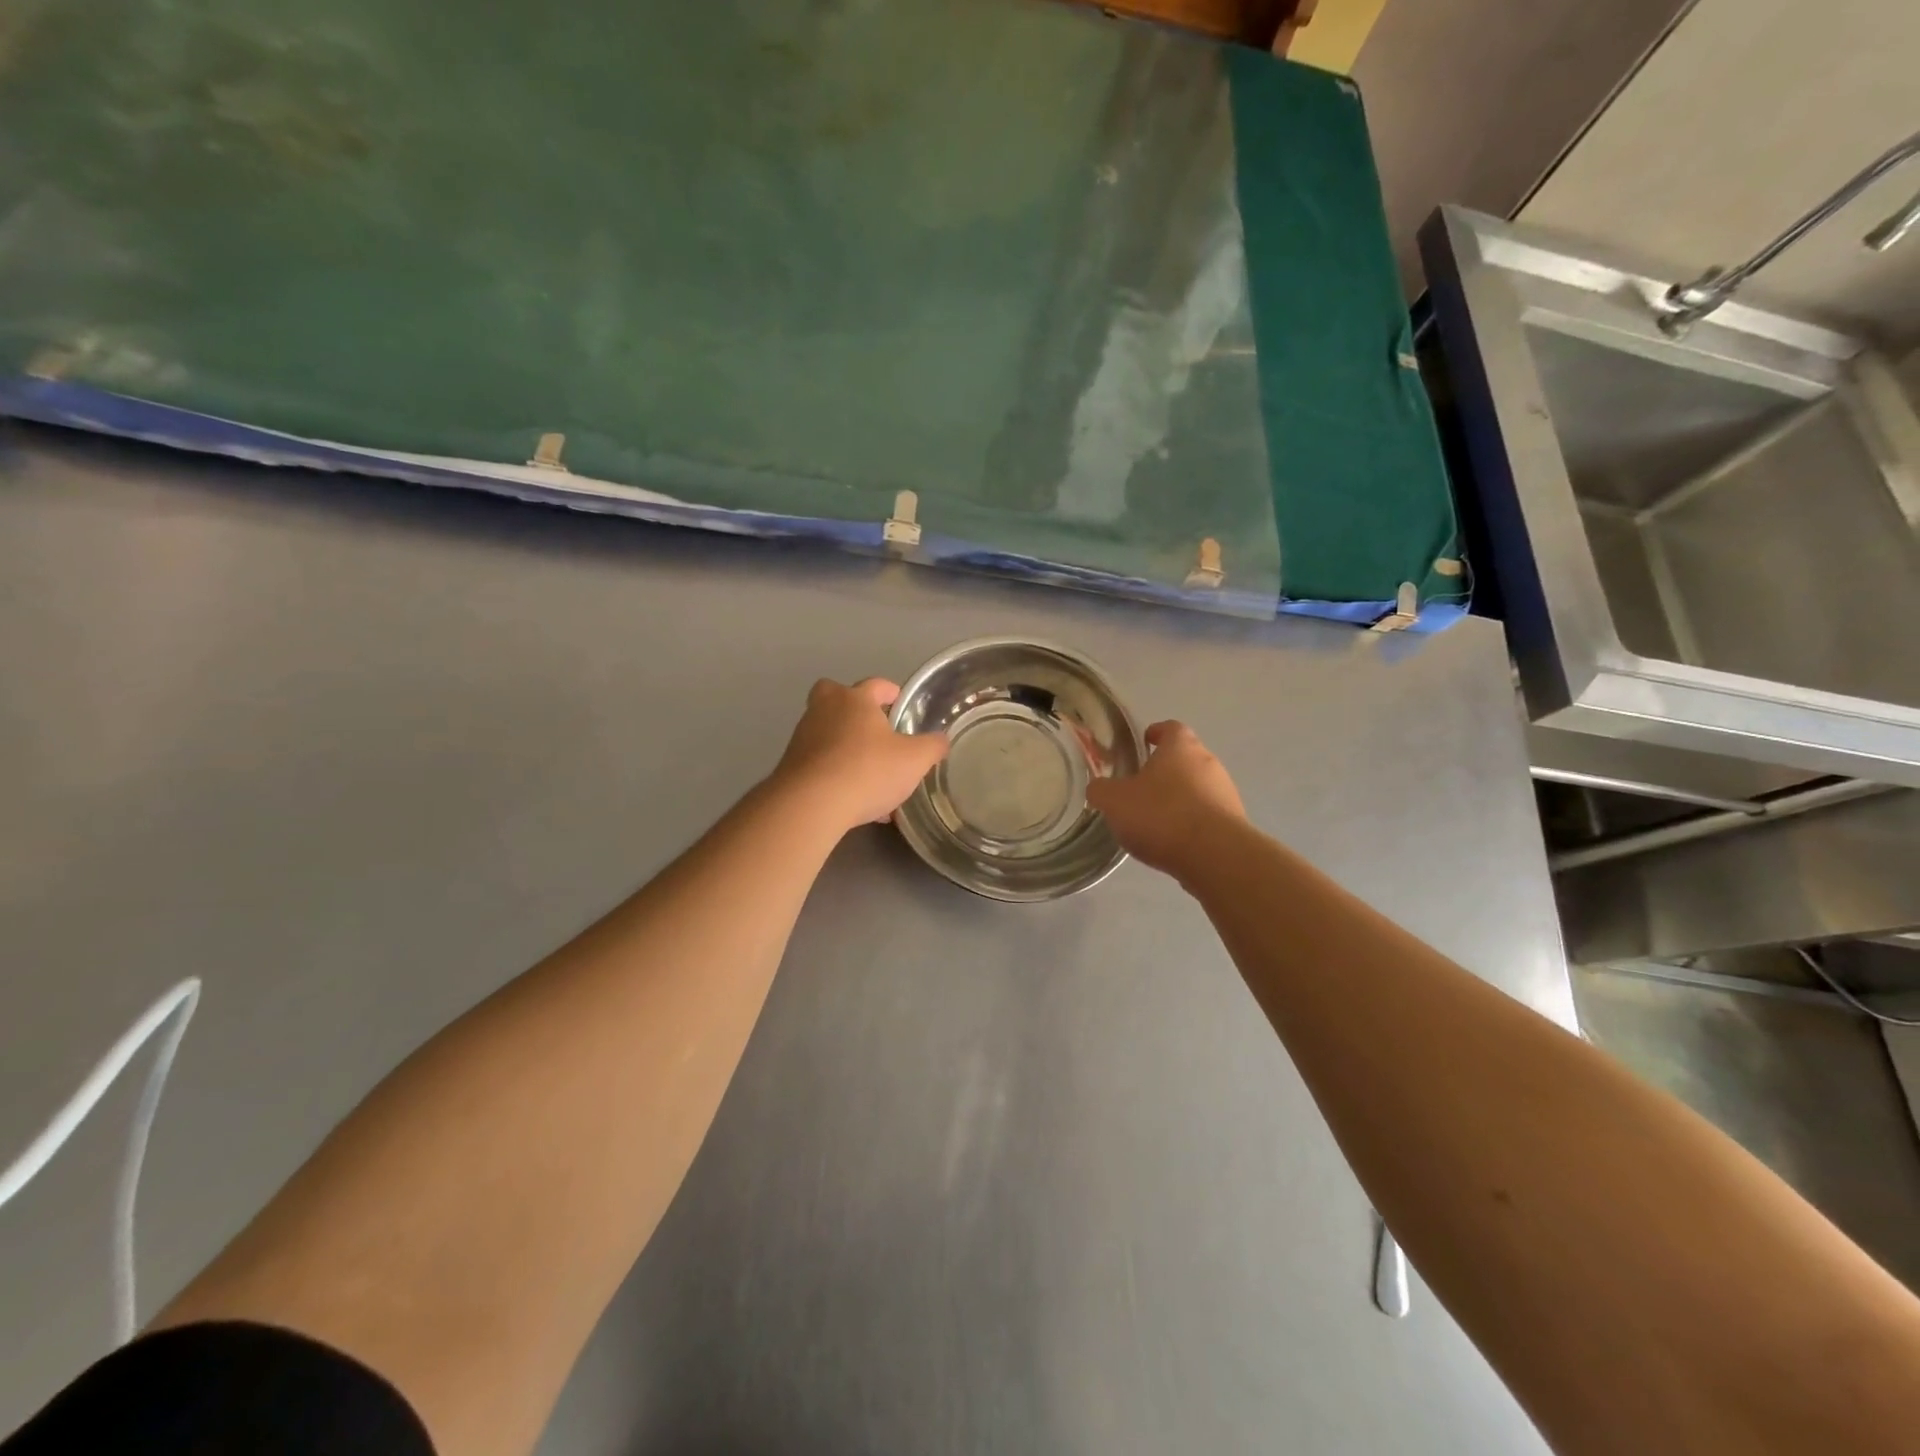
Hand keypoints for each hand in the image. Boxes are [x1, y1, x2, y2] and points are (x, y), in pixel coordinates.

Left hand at [771, 678, 949, 836]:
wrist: (811, 804)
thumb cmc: (867, 770)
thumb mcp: (914, 760)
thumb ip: (932, 746)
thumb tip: (941, 740)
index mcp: (854, 699)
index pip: (875, 685)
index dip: (889, 692)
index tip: (899, 701)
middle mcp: (824, 710)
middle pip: (835, 697)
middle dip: (853, 709)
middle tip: (873, 728)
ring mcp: (803, 738)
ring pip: (828, 734)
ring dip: (846, 747)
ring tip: (871, 776)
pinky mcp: (791, 766)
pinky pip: (821, 764)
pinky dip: (836, 775)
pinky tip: (856, 801)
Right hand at [1086, 721, 1246, 877]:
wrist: (1214, 855)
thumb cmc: (1161, 815)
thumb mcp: (1115, 801)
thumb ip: (1101, 790)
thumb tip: (1098, 787)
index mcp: (1181, 747)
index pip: (1170, 728)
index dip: (1156, 733)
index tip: (1144, 741)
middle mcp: (1209, 762)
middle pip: (1185, 758)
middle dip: (1165, 770)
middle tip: (1141, 787)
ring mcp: (1226, 792)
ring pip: (1198, 787)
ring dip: (1179, 798)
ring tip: (1156, 820)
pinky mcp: (1234, 822)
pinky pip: (1207, 815)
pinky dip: (1192, 822)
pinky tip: (1174, 841)